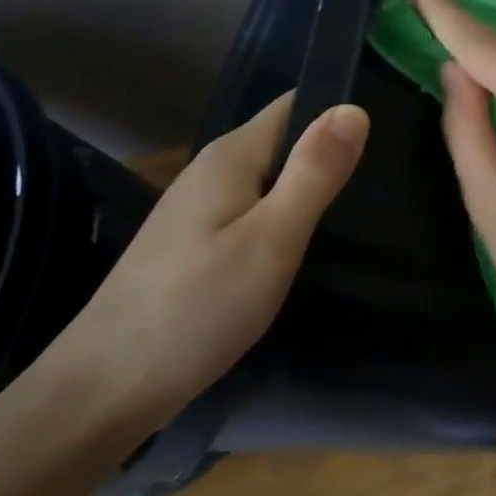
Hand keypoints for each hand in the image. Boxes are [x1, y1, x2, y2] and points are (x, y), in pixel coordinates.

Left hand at [38, 92, 367, 429]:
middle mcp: (211, 171)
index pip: (296, 106)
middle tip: (387, 186)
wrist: (106, 390)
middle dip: (331, 156)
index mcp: (230, 156)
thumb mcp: (272, 238)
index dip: (341, 113)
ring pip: (270, 181)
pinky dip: (285, 222)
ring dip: (310, 192)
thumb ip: (314, 173)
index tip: (390, 137)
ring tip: (361, 216)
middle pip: (284, 142)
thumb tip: (355, 108)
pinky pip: (254, 213)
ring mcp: (198, 210)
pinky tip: (306, 251)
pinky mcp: (195, 245)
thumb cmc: (198, 308)